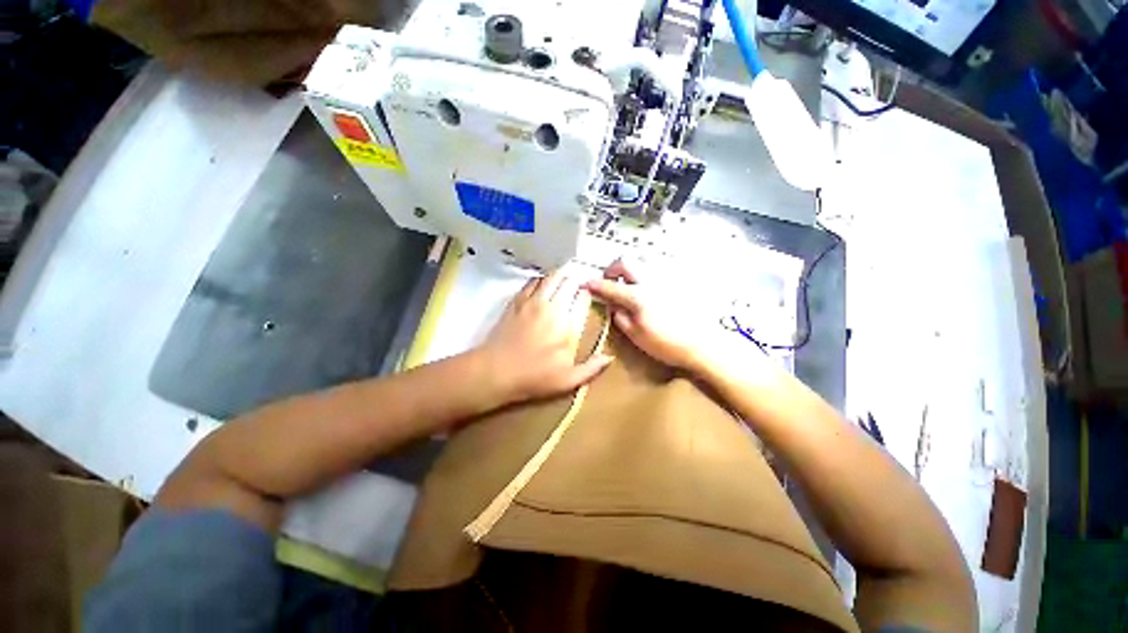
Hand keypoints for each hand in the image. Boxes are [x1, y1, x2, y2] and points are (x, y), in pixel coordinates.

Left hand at [478, 269, 613, 402]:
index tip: (586, 299)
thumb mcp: (567, 380)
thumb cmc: (534, 378)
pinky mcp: (518, 300)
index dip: (587, 296)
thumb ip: (591, 368)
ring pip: (552, 277)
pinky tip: (543, 287)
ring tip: (563, 283)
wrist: (496, 371)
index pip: (583, 299)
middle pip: (569, 282)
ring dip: (560, 277)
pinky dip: (541, 280)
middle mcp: (553, 308)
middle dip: (575, 283)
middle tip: (576, 289)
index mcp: (568, 326)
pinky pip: (533, 281)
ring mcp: (533, 302)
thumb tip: (609, 357)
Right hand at [583, 258, 705, 371]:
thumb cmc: (667, 344)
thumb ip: (620, 317)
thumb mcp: (637, 336)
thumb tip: (612, 305)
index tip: (585, 284)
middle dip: (612, 268)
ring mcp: (666, 279)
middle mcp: (650, 281)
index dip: (595, 284)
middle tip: (610, 281)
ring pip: (643, 260)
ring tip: (629, 283)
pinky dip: (646, 273)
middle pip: (626, 261)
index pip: (610, 286)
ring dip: (630, 268)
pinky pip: (657, 269)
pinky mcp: (677, 282)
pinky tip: (648, 288)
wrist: (703, 344)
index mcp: (638, 296)